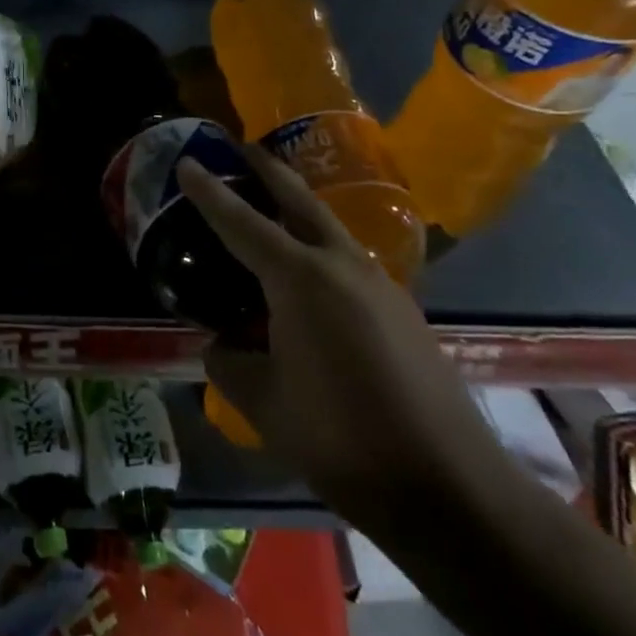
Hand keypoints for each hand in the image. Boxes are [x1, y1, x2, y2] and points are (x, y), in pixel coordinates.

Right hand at [180, 147, 503, 526]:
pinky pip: (348, 261)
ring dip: (297, 207)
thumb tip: (220, 347)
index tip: (186, 161)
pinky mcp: (402, 311)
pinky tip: (308, 279)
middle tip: (240, 147)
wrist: (449, 488)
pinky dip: (319, 248)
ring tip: (269, 206)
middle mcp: (341, 266)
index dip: (209, 192)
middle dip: (267, 170)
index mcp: (300, 279)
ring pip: (328, 228)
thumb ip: (230, 364)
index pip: (241, 222)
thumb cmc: (341, 438)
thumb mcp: (264, 404)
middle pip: (298, 200)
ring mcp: (380, 285)